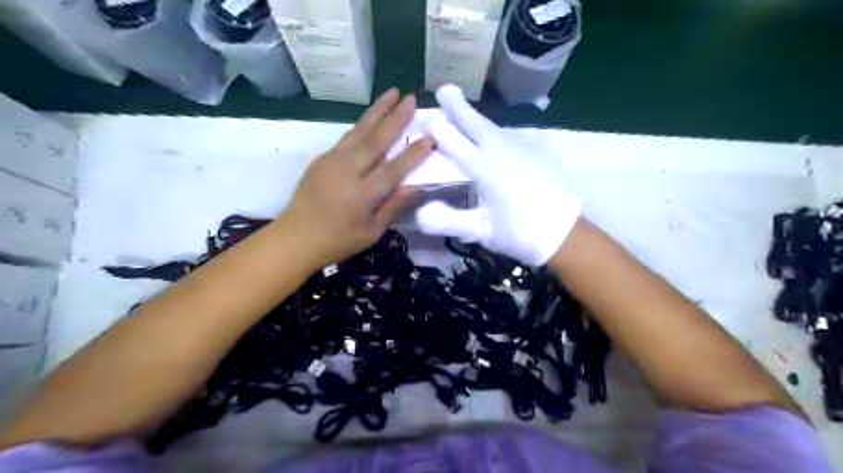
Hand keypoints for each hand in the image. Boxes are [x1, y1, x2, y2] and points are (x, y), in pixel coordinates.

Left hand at [282, 89, 430, 266]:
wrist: (295, 237)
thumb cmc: (337, 241)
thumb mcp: (370, 233)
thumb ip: (392, 207)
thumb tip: (416, 187)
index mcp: (361, 195)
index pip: (392, 170)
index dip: (412, 154)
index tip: (430, 138)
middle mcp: (346, 172)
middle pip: (375, 141)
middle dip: (395, 118)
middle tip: (411, 98)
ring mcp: (331, 162)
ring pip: (358, 132)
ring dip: (377, 111)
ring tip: (392, 93)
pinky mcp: (322, 159)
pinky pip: (346, 138)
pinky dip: (361, 126)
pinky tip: (371, 118)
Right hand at [414, 84, 580, 264]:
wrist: (565, 233)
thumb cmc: (520, 234)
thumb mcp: (482, 231)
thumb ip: (450, 221)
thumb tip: (419, 214)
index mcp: (488, 171)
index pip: (459, 146)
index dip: (442, 132)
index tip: (427, 120)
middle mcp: (504, 153)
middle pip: (477, 126)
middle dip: (459, 108)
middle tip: (445, 89)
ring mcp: (522, 151)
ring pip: (493, 128)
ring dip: (475, 118)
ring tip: (462, 110)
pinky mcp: (536, 154)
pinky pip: (508, 136)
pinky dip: (493, 131)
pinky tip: (491, 135)